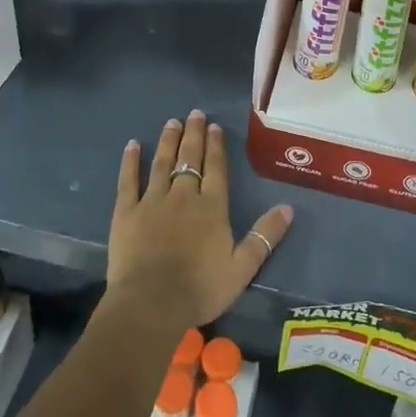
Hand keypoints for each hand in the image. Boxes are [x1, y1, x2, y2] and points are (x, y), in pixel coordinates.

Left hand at [106, 111, 292, 327]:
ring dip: (168, 141)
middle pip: (190, 158)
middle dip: (193, 135)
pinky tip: (133, 145)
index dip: (215, 146)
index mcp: (212, 207)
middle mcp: (183, 195)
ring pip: (162, 163)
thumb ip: (265, 236)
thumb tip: (288, 208)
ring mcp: (152, 201)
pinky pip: (128, 180)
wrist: (152, 302)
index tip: (214, 126)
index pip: (215, 168)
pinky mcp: (126, 212)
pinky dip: (130, 161)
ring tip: (171, 122)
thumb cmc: (201, 288)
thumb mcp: (242, 267)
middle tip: (194, 113)